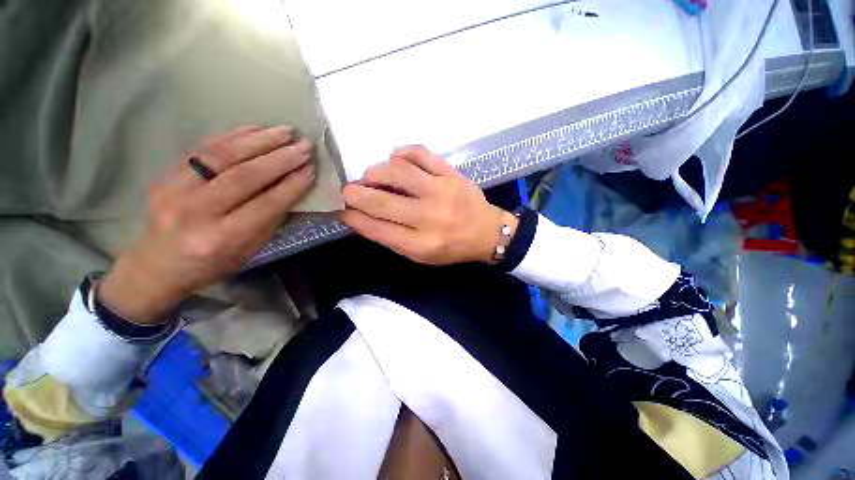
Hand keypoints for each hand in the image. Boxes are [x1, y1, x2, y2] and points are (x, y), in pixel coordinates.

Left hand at [98, 125, 316, 323]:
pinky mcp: (166, 175)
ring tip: (286, 131)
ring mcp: (175, 189)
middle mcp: (195, 212)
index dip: (292, 185)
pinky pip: (204, 149)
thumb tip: (293, 187)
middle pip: (244, 176)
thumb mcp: (249, 250)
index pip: (265, 204)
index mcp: (220, 238)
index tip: (312, 169)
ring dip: (260, 140)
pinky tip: (257, 129)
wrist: (156, 265)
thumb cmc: (211, 264)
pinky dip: (234, 136)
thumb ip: (270, 219)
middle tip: (305, 146)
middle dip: (280, 158)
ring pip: (223, 156)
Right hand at [341, 145, 517, 265]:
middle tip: (347, 191)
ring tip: (371, 177)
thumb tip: (361, 216)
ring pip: (397, 171)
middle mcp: (430, 217)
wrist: (487, 232)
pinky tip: (395, 161)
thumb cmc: (452, 247)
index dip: (353, 217)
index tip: (341, 210)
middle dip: (355, 194)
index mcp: (422, 244)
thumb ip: (392, 237)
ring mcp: (441, 191)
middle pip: (382, 201)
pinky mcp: (450, 173)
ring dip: (375, 172)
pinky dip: (401, 153)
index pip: (377, 229)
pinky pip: (419, 153)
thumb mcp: (421, 254)